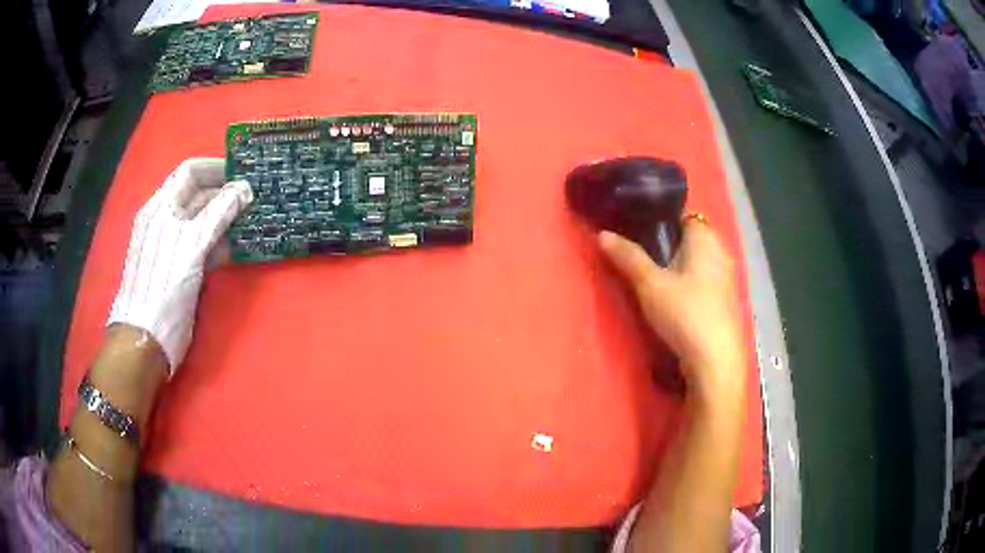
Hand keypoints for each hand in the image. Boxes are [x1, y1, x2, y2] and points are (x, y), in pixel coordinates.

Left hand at [107, 158, 252, 372]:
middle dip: (226, 193)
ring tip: (253, 220)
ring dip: (226, 219)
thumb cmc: (165, 285)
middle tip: (256, 198)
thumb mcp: (193, 244)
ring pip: (202, 221)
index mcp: (162, 207)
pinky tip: (238, 247)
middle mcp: (165, 220)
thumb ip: (219, 212)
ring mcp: (172, 245)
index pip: (190, 171)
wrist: (148, 336)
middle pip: (197, 195)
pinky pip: (201, 244)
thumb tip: (245, 188)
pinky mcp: (179, 266)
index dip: (217, 168)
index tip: (244, 173)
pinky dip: (220, 242)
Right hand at [599, 219, 744, 396]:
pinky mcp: (723, 299)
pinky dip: (686, 280)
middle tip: (636, 251)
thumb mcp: (650, 285)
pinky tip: (672, 296)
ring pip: (695, 259)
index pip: (681, 213)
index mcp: (705, 238)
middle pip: (688, 237)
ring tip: (649, 273)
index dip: (658, 217)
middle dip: (664, 242)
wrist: (715, 361)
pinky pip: (701, 278)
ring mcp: (725, 277)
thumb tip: (602, 234)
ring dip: (675, 264)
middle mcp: (720, 251)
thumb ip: (628, 257)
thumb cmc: (685, 314)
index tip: (634, 226)